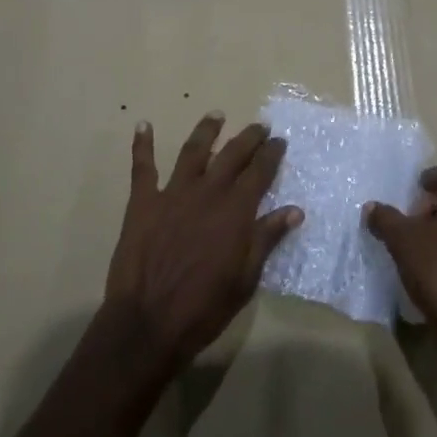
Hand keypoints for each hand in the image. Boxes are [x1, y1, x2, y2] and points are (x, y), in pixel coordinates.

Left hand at [104, 113, 302, 377]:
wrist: (149, 321)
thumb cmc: (204, 306)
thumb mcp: (246, 278)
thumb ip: (266, 239)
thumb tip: (294, 210)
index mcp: (235, 211)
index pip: (259, 172)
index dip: (271, 154)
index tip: (280, 141)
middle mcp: (207, 193)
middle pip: (232, 155)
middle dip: (248, 138)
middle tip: (259, 126)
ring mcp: (172, 194)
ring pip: (193, 152)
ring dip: (206, 131)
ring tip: (216, 115)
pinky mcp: (143, 202)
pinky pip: (142, 167)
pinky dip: (142, 145)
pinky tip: (143, 125)